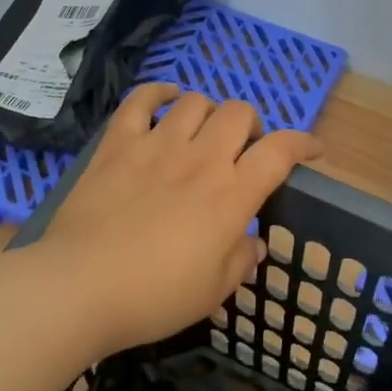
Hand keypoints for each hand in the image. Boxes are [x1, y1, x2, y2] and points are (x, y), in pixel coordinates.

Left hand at [32, 84, 322, 352]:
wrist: (79, 289)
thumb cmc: (154, 297)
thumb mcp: (213, 291)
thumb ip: (241, 260)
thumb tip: (253, 243)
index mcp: (232, 196)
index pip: (280, 152)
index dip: (303, 143)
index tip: (313, 150)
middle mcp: (201, 159)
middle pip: (240, 113)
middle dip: (251, 126)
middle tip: (242, 152)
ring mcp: (157, 146)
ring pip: (196, 102)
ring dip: (209, 113)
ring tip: (203, 133)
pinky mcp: (118, 145)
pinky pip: (141, 101)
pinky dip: (159, 93)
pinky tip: (166, 100)